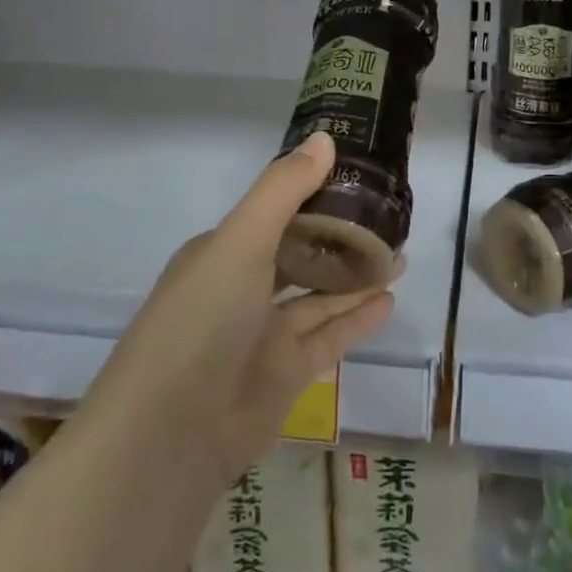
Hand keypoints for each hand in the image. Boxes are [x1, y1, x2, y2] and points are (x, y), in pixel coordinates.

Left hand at [96, 133, 394, 488]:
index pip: (275, 212)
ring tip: (399, 254)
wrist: (172, 433)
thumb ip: (284, 189)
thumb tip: (326, 138)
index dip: (314, 193)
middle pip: (300, 254)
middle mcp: (242, 289)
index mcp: (222, 252)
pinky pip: (329, 337)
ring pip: (319, 296)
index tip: (357, 177)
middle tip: (388, 218)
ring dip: (356, 276)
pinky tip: (389, 299)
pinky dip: (357, 319)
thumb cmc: (202, 319)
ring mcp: (264, 334)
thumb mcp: (241, 240)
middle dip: (340, 237)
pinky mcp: (286, 374)